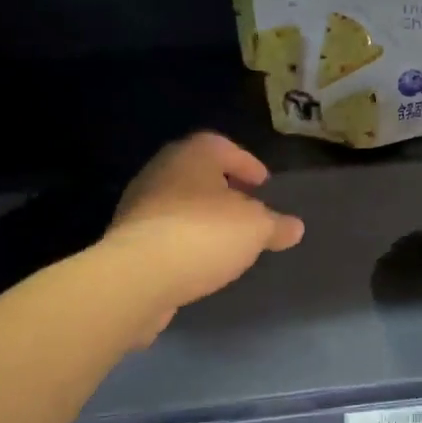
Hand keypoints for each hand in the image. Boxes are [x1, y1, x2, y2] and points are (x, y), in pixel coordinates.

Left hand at [104, 133, 302, 339]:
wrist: (138, 276)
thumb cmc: (204, 235)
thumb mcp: (255, 229)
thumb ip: (276, 225)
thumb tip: (294, 227)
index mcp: (193, 155)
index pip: (223, 146)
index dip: (246, 163)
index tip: (263, 184)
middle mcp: (162, 170)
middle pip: (198, 173)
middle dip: (223, 189)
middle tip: (246, 208)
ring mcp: (139, 204)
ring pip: (180, 203)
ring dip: (202, 216)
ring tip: (226, 239)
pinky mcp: (127, 238)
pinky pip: (165, 232)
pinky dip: (184, 240)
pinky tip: (199, 261)